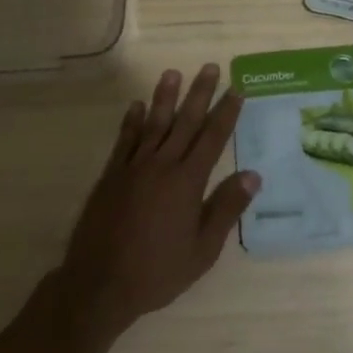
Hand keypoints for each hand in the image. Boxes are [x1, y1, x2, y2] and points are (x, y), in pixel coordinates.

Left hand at [57, 66, 260, 339]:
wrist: (99, 285)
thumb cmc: (157, 271)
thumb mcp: (203, 250)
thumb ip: (226, 209)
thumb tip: (253, 175)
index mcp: (187, 182)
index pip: (212, 138)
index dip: (226, 112)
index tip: (237, 89)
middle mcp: (162, 165)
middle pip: (185, 122)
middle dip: (200, 93)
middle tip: (210, 67)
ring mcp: (133, 168)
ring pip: (154, 124)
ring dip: (165, 97)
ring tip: (173, 73)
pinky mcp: (111, 175)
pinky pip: (125, 140)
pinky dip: (132, 121)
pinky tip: (137, 105)